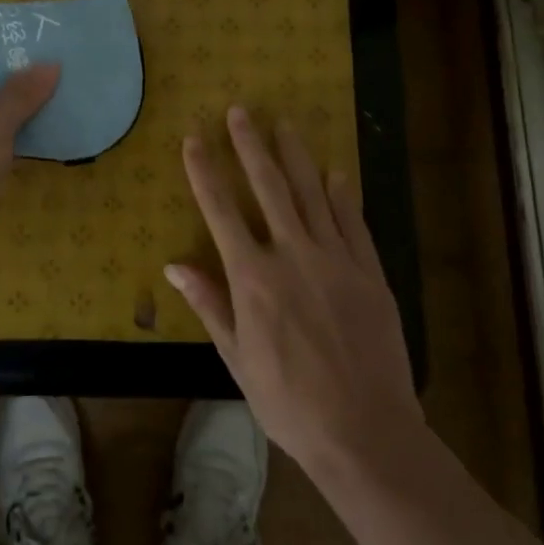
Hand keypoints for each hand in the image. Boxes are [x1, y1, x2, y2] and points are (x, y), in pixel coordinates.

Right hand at [166, 107, 420, 478]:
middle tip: (241, 110)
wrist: (366, 434)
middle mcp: (292, 255)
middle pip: (268, 186)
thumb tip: (174, 265)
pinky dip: (342, 195)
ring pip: (311, 193)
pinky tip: (335, 172)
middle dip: (250, 145)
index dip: (204, 171)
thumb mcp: (238, 360)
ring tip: (284, 124)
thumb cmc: (290, 403)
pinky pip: (352, 222)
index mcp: (253, 278)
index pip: (220, 210)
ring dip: (295, 156)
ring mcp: (335, 259)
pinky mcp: (369, 272)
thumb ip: (209, 305)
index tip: (194, 137)